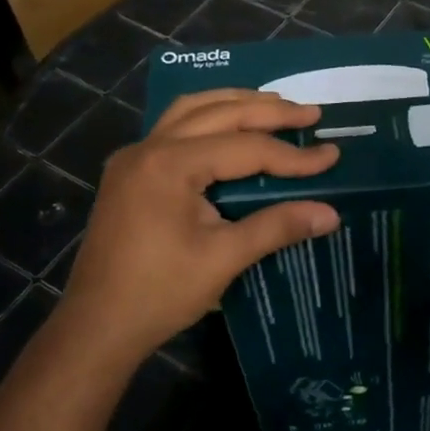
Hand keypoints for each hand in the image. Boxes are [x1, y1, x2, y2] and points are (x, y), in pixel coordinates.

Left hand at [55, 90, 339, 362]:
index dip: (292, 155)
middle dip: (269, 111)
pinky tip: (229, 128)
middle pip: (218, 113)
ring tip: (275, 106)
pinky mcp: (130, 172)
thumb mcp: (224, 258)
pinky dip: (209, 118)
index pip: (245, 148)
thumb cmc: (160, 293)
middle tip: (311, 113)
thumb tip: (331, 214)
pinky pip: (175, 127)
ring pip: (191, 110)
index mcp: (170, 165)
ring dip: (235, 104)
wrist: (97, 326)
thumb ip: (277, 226)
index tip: (332, 155)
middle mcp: (149, 148)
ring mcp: (134, 157)